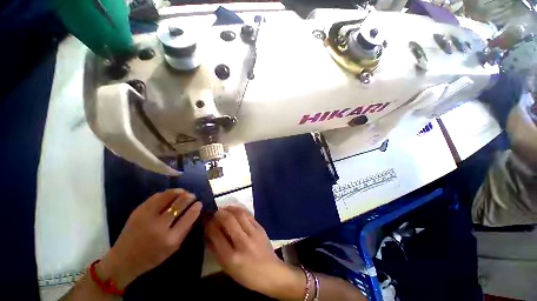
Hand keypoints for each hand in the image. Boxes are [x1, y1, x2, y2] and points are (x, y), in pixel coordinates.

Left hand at [97, 189, 201, 288]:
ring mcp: (147, 217)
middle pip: (180, 203)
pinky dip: (167, 193)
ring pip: (169, 195)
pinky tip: (171, 195)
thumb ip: (186, 229)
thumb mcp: (174, 248)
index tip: (199, 203)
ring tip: (183, 193)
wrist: (123, 260)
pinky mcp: (138, 211)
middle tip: (192, 196)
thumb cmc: (152, 257)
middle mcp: (159, 226)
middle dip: (190, 197)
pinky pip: (157, 196)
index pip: (189, 216)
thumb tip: (195, 211)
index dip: (197, 207)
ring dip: (180, 192)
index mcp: (170, 239)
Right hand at [204, 206, 304, 299]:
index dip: (209, 225)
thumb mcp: (228, 269)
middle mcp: (243, 243)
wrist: (272, 273)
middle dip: (218, 213)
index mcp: (232, 258)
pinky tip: (234, 210)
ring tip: (223, 209)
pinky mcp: (260, 227)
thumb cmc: (247, 275)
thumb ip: (217, 251)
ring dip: (229, 208)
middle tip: (213, 212)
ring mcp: (254, 233)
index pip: (216, 235)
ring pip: (239, 213)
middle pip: (228, 220)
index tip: (205, 220)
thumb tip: (208, 234)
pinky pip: (248, 214)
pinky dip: (239, 210)